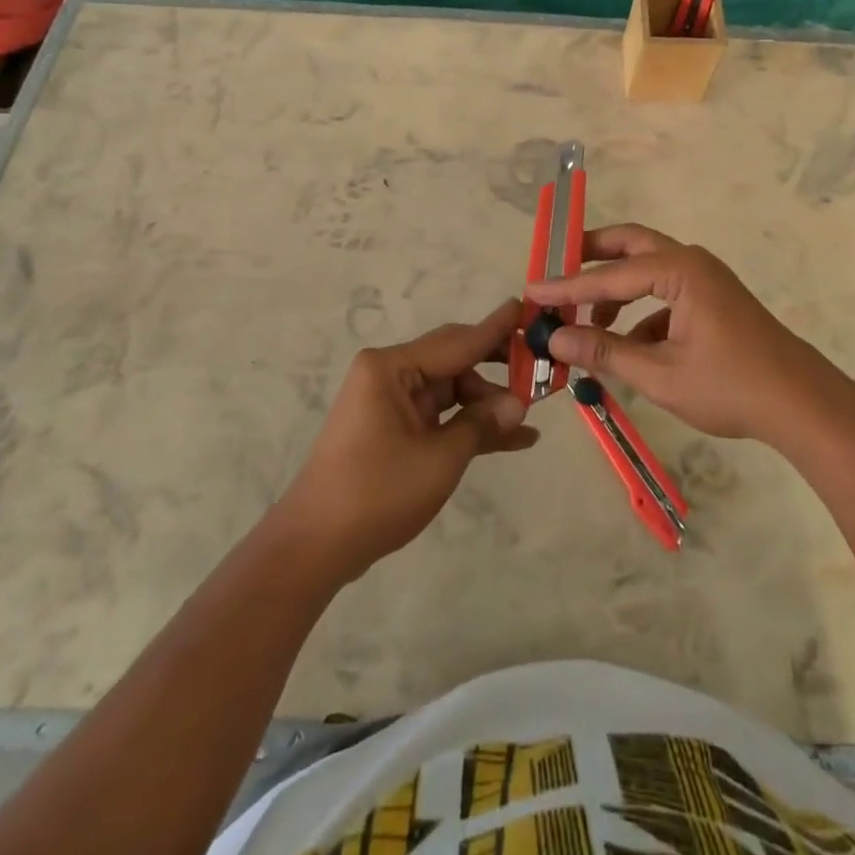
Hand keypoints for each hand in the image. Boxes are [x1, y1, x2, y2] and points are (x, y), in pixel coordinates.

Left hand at [271, 300, 537, 582]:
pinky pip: (440, 416)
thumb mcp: (439, 459)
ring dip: (487, 404)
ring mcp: (391, 402)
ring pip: (451, 390)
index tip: (526, 308)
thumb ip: (481, 424)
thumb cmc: (376, 493)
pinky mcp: (394, 429)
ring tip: (530, 418)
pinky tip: (512, 438)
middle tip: (539, 368)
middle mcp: (390, 374)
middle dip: (496, 368)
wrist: (316, 546)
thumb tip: (519, 404)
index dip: (496, 329)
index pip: (457, 341)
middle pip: (454, 361)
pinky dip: (469, 425)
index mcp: (391, 367)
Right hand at [528, 224, 851, 445]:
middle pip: (630, 245)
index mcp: (679, 270)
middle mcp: (691, 262)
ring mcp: (705, 280)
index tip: (532, 292)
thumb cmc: (730, 386)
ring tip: (586, 326)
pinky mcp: (712, 300)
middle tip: (556, 269)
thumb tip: (554, 340)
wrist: (802, 405)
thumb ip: (604, 352)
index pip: (608, 275)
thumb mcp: (659, 374)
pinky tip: (627, 348)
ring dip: (614, 291)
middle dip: (591, 256)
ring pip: (646, 270)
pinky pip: (665, 294)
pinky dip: (640, 313)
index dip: (566, 287)